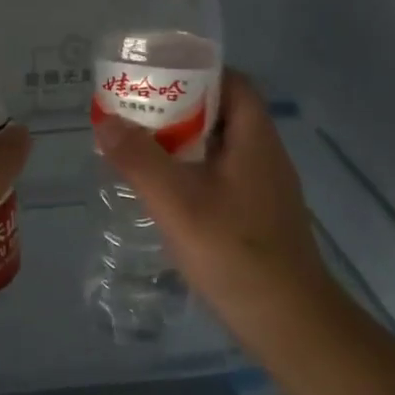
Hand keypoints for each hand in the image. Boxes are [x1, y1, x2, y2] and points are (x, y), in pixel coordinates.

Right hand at [92, 70, 332, 366]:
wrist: (288, 322)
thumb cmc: (234, 253)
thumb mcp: (177, 203)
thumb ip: (139, 159)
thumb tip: (106, 121)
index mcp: (255, 140)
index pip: (234, 83)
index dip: (197, 72)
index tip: (155, 77)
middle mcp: (265, 157)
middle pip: (223, 114)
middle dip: (179, 109)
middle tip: (135, 114)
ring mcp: (264, 190)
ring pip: (220, 149)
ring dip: (182, 144)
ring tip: (139, 149)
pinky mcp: (258, 217)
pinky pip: (221, 178)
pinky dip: (191, 174)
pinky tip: (164, 193)